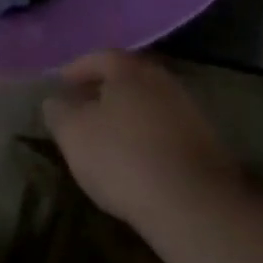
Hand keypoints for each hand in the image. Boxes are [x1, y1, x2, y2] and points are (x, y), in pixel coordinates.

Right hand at [42, 52, 241, 226]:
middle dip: (103, 91)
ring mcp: (190, 112)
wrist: (192, 205)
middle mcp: (164, 82)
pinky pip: (165, 129)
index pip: (100, 57)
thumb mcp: (72, 133)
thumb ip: (58, 111)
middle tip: (82, 108)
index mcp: (131, 71)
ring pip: (148, 104)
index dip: (76, 69)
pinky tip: (134, 158)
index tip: (60, 86)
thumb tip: (56, 100)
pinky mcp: (206, 144)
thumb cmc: (122, 158)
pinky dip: (146, 136)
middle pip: (128, 79)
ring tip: (105, 136)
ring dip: (127, 115)